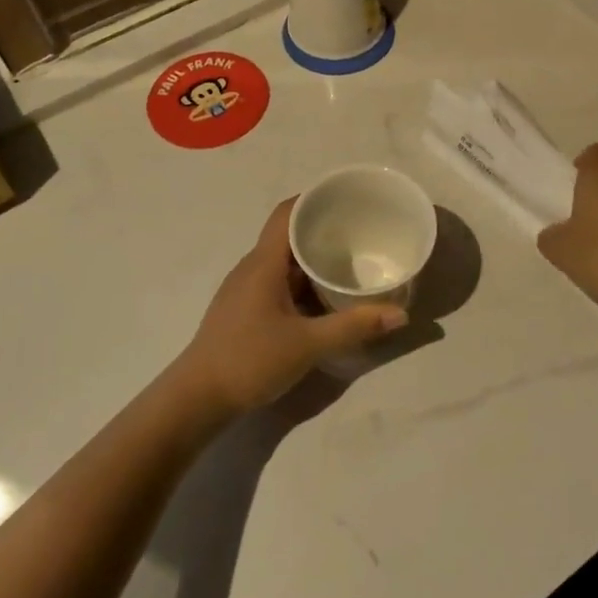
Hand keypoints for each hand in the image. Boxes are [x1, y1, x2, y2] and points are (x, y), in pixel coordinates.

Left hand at [173, 199, 406, 414]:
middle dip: (322, 229)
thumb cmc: (250, 360)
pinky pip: (278, 281)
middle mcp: (252, 267)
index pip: (287, 213)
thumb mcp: (308, 344)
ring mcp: (245, 289)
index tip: (347, 199)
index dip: (314, 199)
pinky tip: (323, 297)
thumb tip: (400, 313)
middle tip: (360, 232)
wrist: (198, 398)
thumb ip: (354, 327)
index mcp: (263, 263)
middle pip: (288, 234)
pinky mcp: (245, 309)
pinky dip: (302, 281)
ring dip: (313, 258)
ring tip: (349, 261)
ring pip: (284, 261)